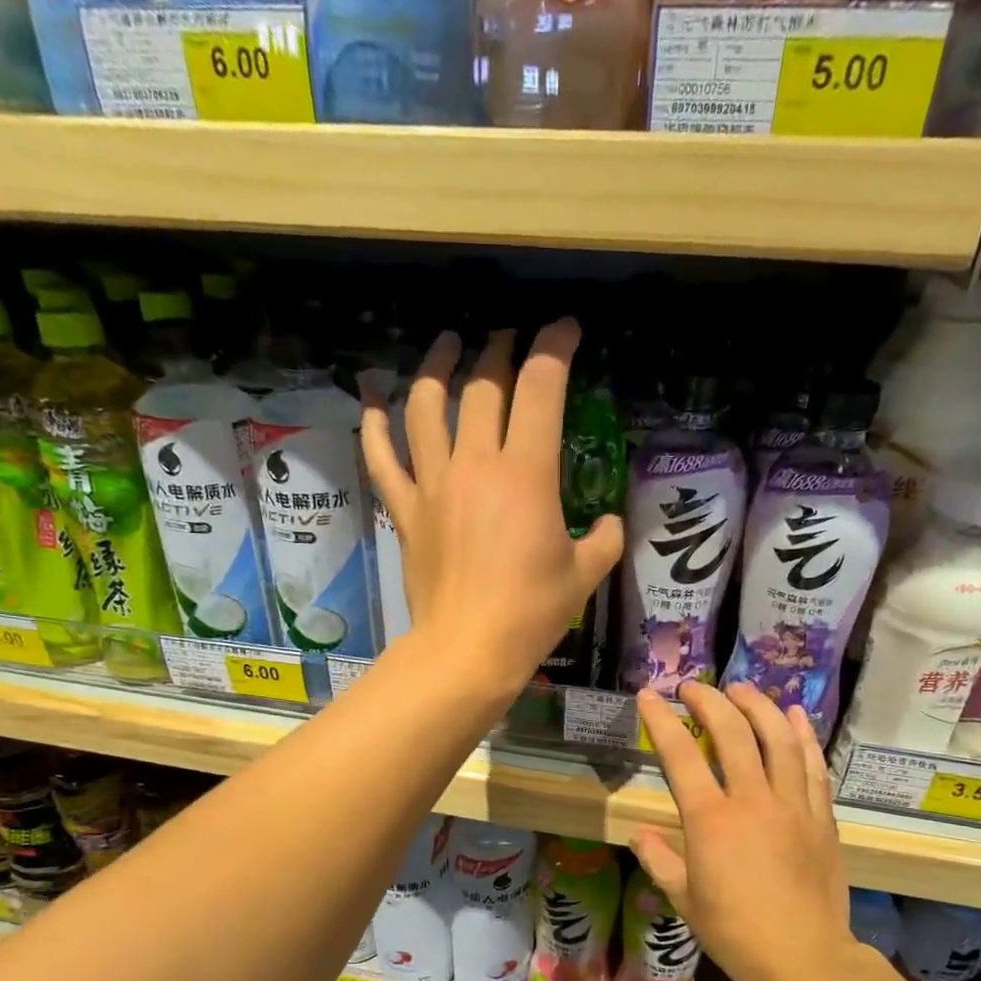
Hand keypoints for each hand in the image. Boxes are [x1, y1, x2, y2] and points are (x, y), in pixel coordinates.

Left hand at [361, 323, 622, 702]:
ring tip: (447, 344)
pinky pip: (382, 457)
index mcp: (527, 474)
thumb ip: (603, 539)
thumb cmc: (531, 614)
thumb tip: (607, 524)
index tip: (566, 330)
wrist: (467, 650)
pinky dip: (375, 424)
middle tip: (508, 340)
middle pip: (482, 385)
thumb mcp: (584, 575)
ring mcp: (433, 484)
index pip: (540, 387)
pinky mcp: (405, 510)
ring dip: (436, 366)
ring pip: (425, 406)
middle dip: (499, 350)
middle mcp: (476, 464)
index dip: (555, 347)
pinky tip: (373, 399)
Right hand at [632, 682, 850, 980]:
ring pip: (778, 739)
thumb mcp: (684, 898)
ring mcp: (792, 805)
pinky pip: (813, 765)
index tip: (648, 696)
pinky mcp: (821, 816)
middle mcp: (752, 800)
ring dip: (758, 706)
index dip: (661, 720)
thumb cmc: (734, 932)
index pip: (681, 755)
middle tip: (693, 687)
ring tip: (742, 689)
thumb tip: (637, 834)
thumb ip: (659, 860)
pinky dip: (803, 735)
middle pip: (732, 733)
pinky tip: (795, 715)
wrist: (803, 958)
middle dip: (710, 701)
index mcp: (711, 820)